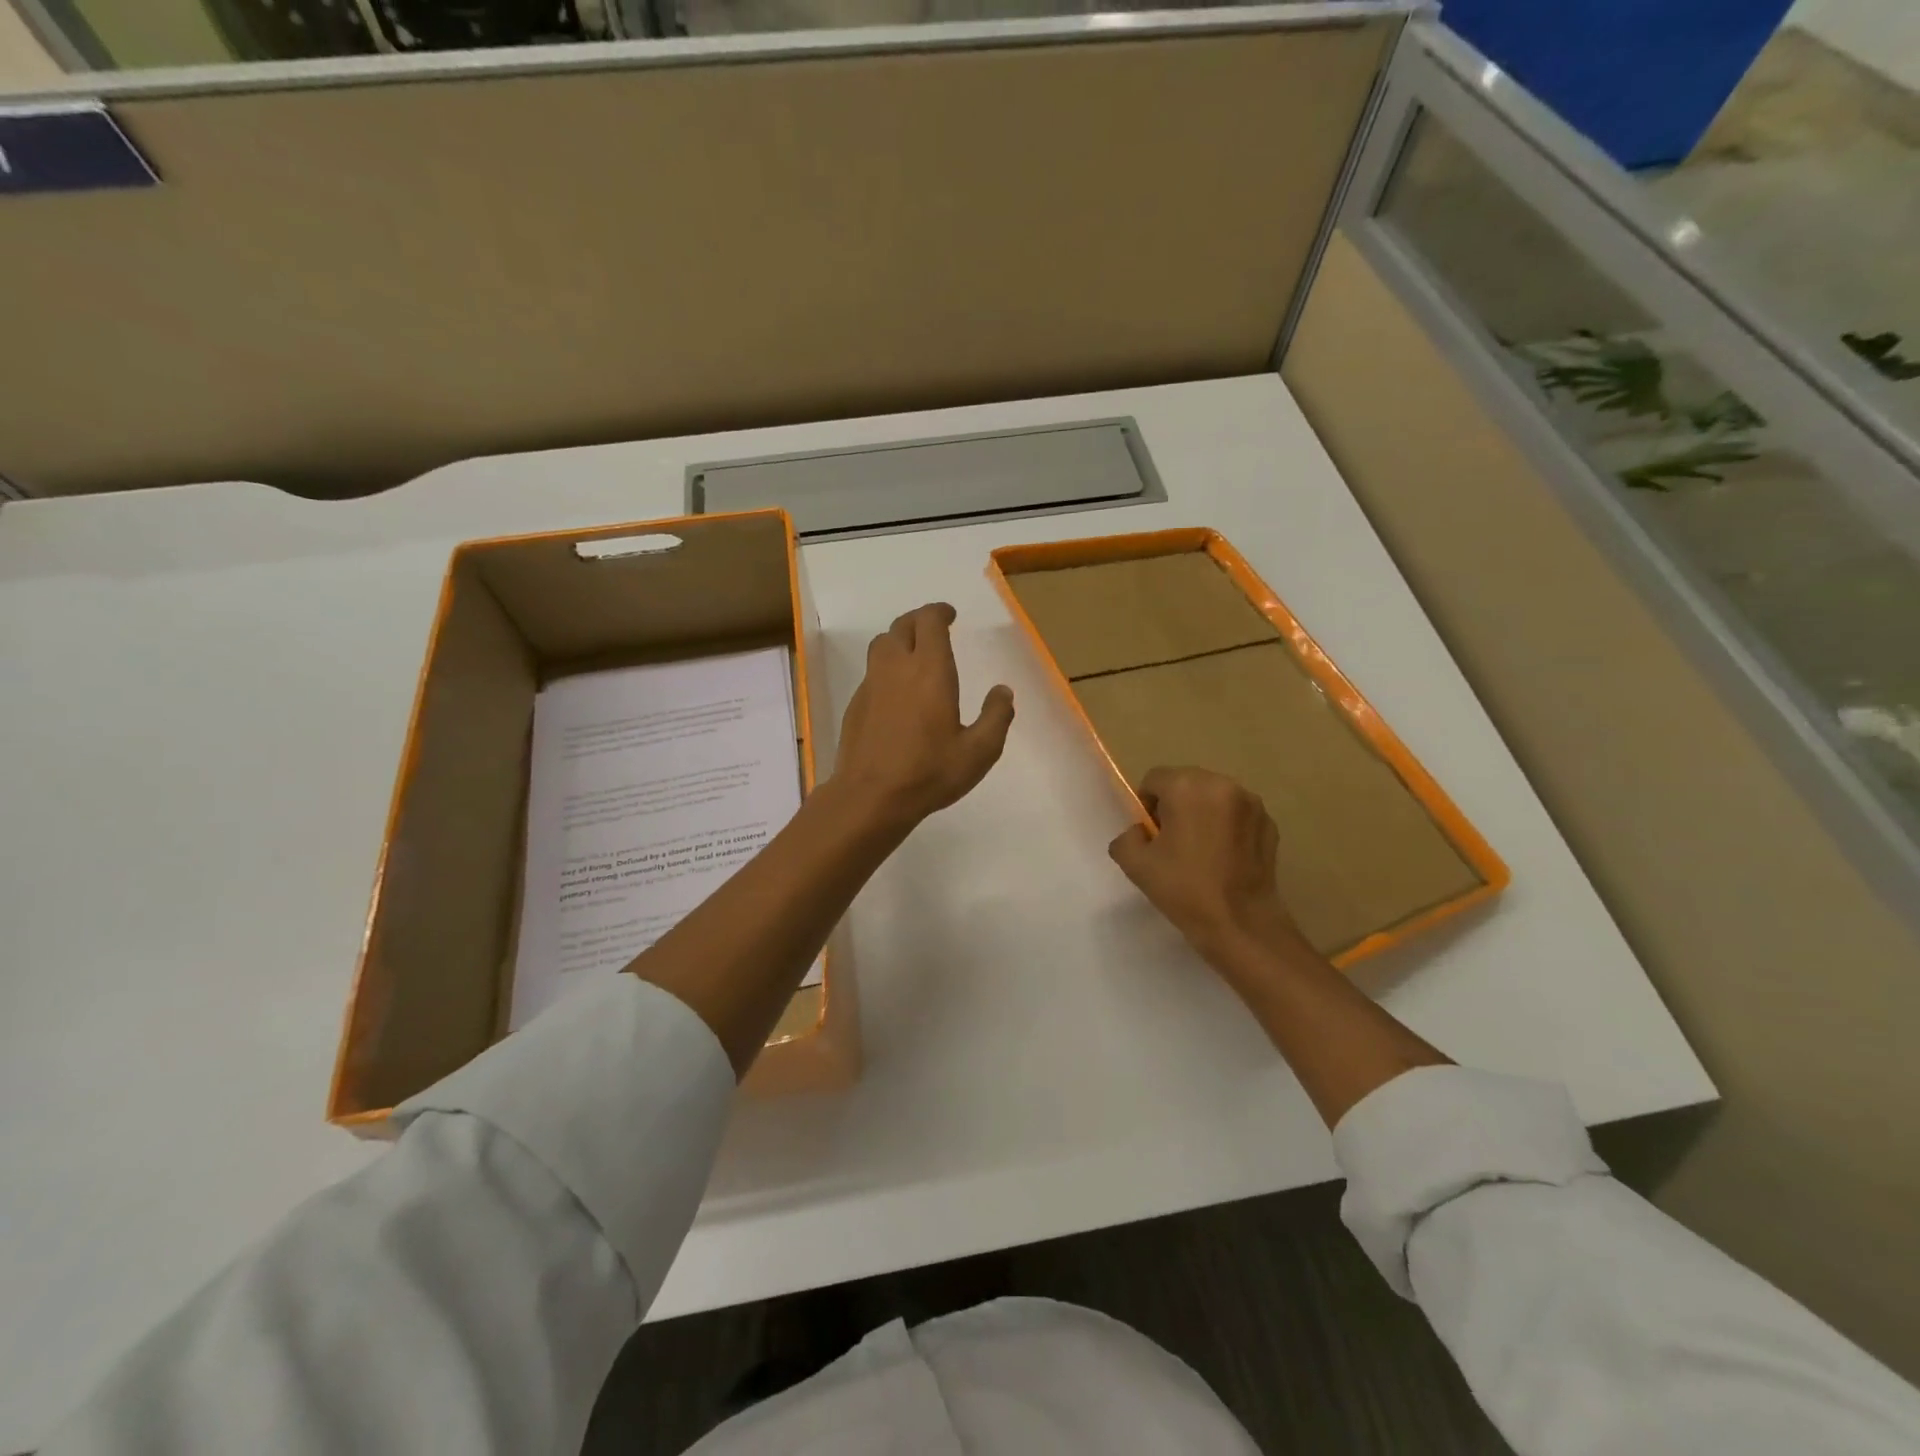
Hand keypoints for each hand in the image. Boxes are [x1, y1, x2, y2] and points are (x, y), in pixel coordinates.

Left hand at [832, 602, 1014, 830]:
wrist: (870, 796)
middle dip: (919, 621)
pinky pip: (872, 672)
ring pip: (881, 645)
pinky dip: (886, 668)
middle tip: (935, 629)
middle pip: (902, 626)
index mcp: (929, 670)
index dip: (939, 612)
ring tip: (914, 654)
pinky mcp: (856, 704)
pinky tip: (896, 692)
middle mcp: (896, 668)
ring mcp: (871, 685)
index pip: (929, 621)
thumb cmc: (929, 772)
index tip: (950, 616)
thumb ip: (996, 717)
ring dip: (899, 640)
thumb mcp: (979, 751)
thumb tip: (1003, 691)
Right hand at [1108, 766, 1308, 968]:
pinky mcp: (1269, 824)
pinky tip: (1224, 858)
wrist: (1240, 924)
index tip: (1152, 836)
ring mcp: (1251, 803)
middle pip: (1186, 783)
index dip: (1147, 805)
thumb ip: (1127, 837)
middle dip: (1176, 806)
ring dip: (1202, 814)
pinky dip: (1227, 827)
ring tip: (1201, 851)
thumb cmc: (1184, 890)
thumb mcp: (1135, 864)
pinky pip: (1237, 815)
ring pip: (1213, 798)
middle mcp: (1222, 784)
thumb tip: (1141, 831)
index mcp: (1187, 787)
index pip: (1155, 779)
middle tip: (1173, 843)